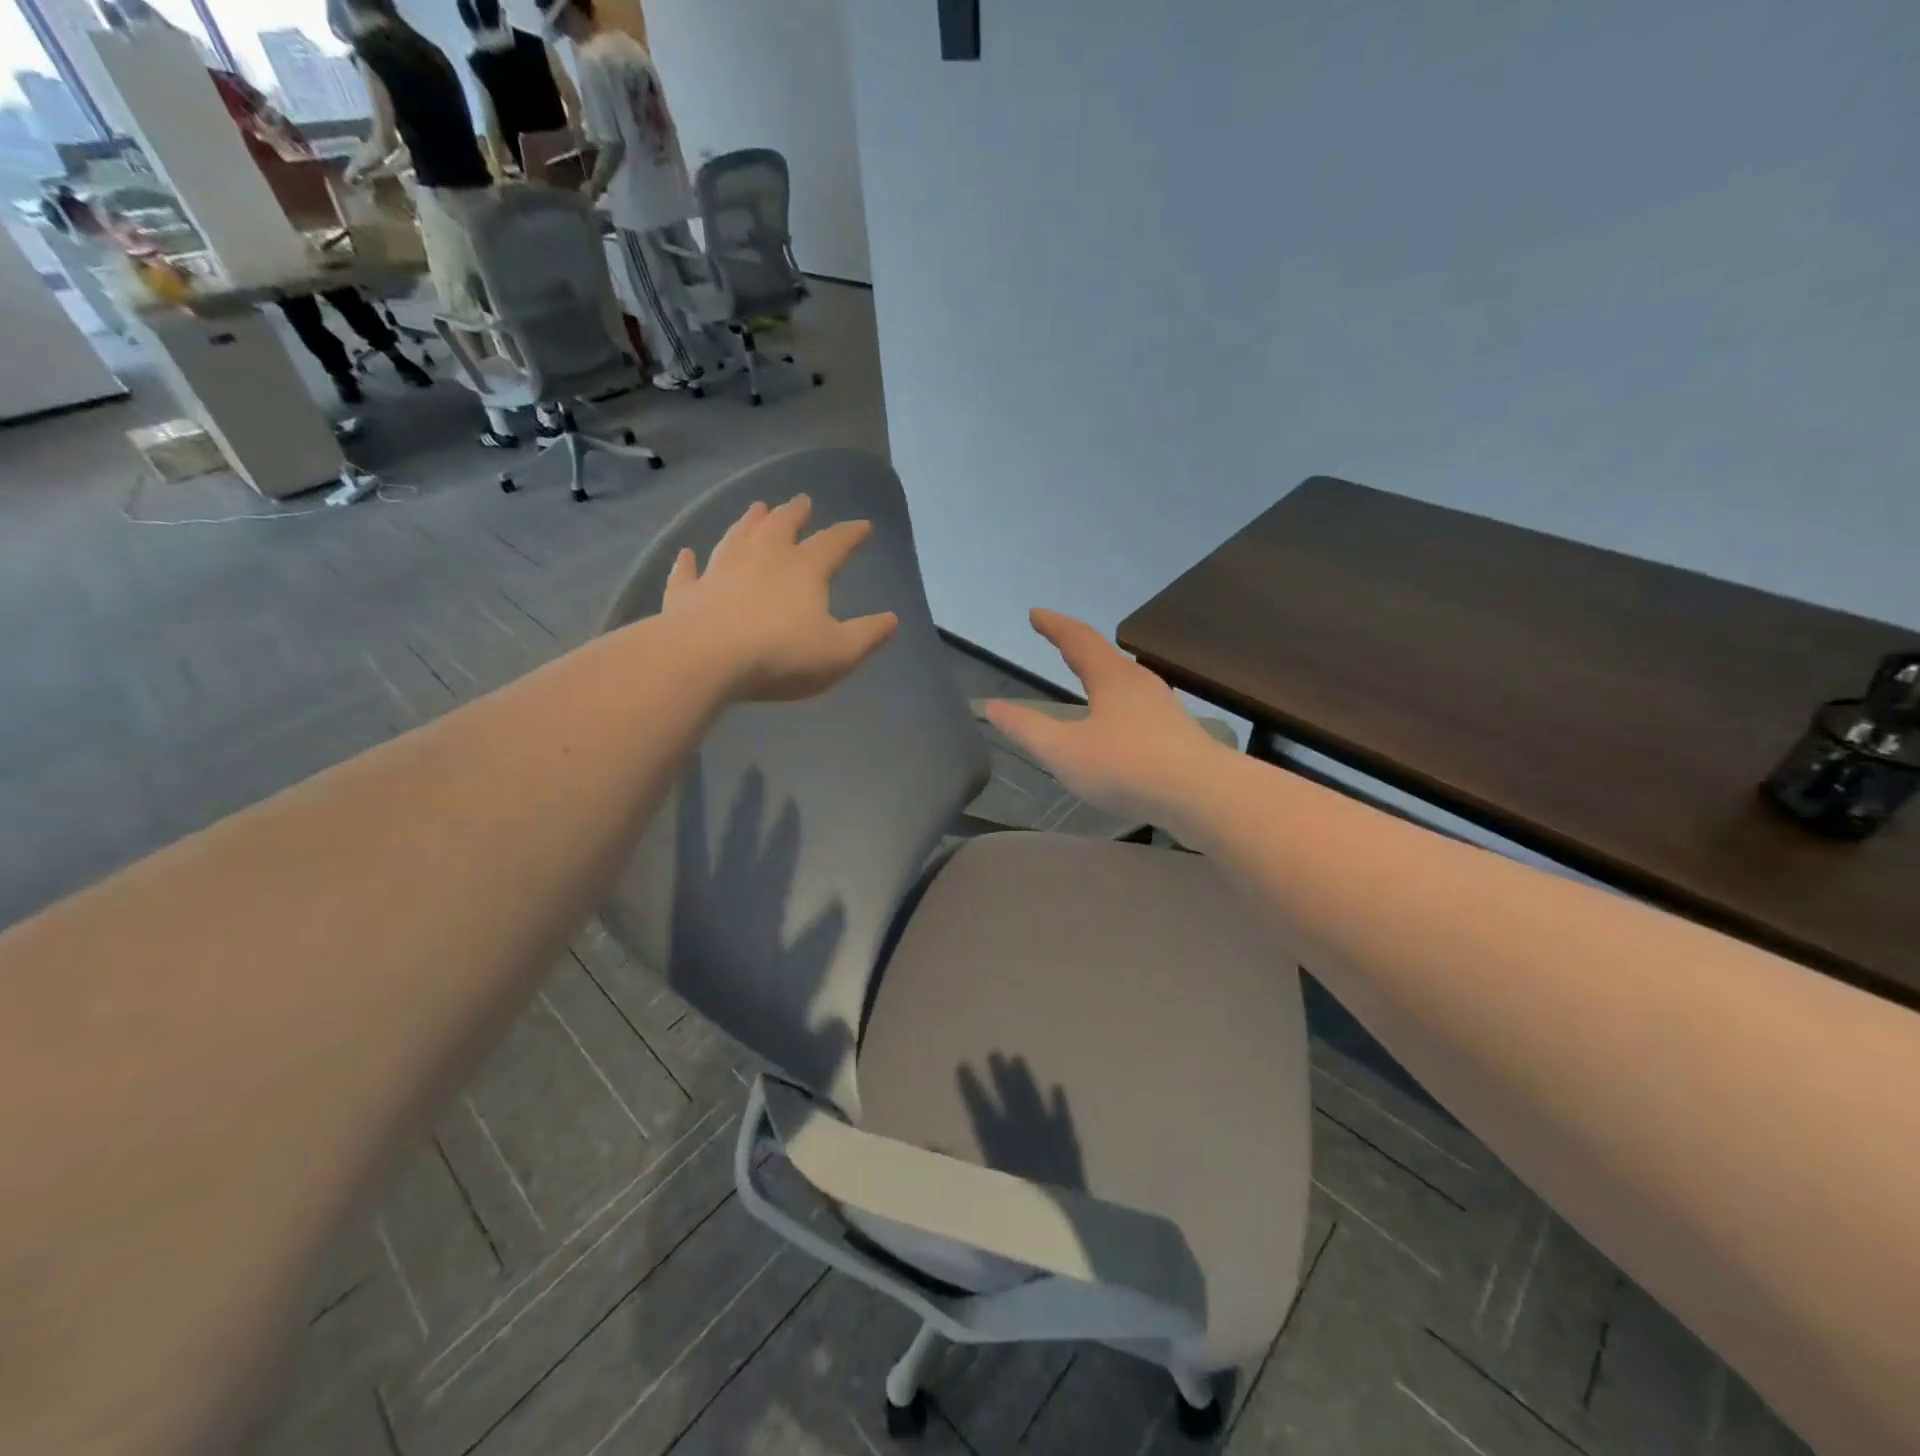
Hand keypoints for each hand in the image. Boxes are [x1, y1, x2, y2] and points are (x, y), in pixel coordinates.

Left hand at [661, 496, 897, 701]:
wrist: (708, 658)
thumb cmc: (782, 654)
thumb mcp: (840, 652)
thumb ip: (868, 635)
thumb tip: (892, 619)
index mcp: (805, 569)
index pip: (834, 543)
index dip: (851, 534)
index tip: (863, 525)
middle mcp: (763, 558)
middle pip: (781, 526)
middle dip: (795, 513)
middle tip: (802, 500)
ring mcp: (721, 571)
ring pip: (737, 537)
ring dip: (749, 522)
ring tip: (756, 507)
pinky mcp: (687, 592)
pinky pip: (689, 572)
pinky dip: (689, 562)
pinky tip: (687, 554)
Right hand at [984, 610, 1229, 826]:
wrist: (1201, 794)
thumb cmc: (1125, 766)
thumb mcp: (1063, 751)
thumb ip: (1026, 728)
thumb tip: (991, 707)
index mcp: (1111, 677)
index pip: (1077, 639)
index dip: (1054, 626)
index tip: (1036, 614)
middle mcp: (1140, 683)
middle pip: (1105, 655)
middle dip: (1078, 646)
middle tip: (1059, 642)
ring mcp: (1163, 707)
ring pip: (1126, 681)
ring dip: (1102, 673)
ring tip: (1087, 677)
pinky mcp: (1177, 733)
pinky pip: (1138, 705)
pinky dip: (1118, 701)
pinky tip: (1120, 722)